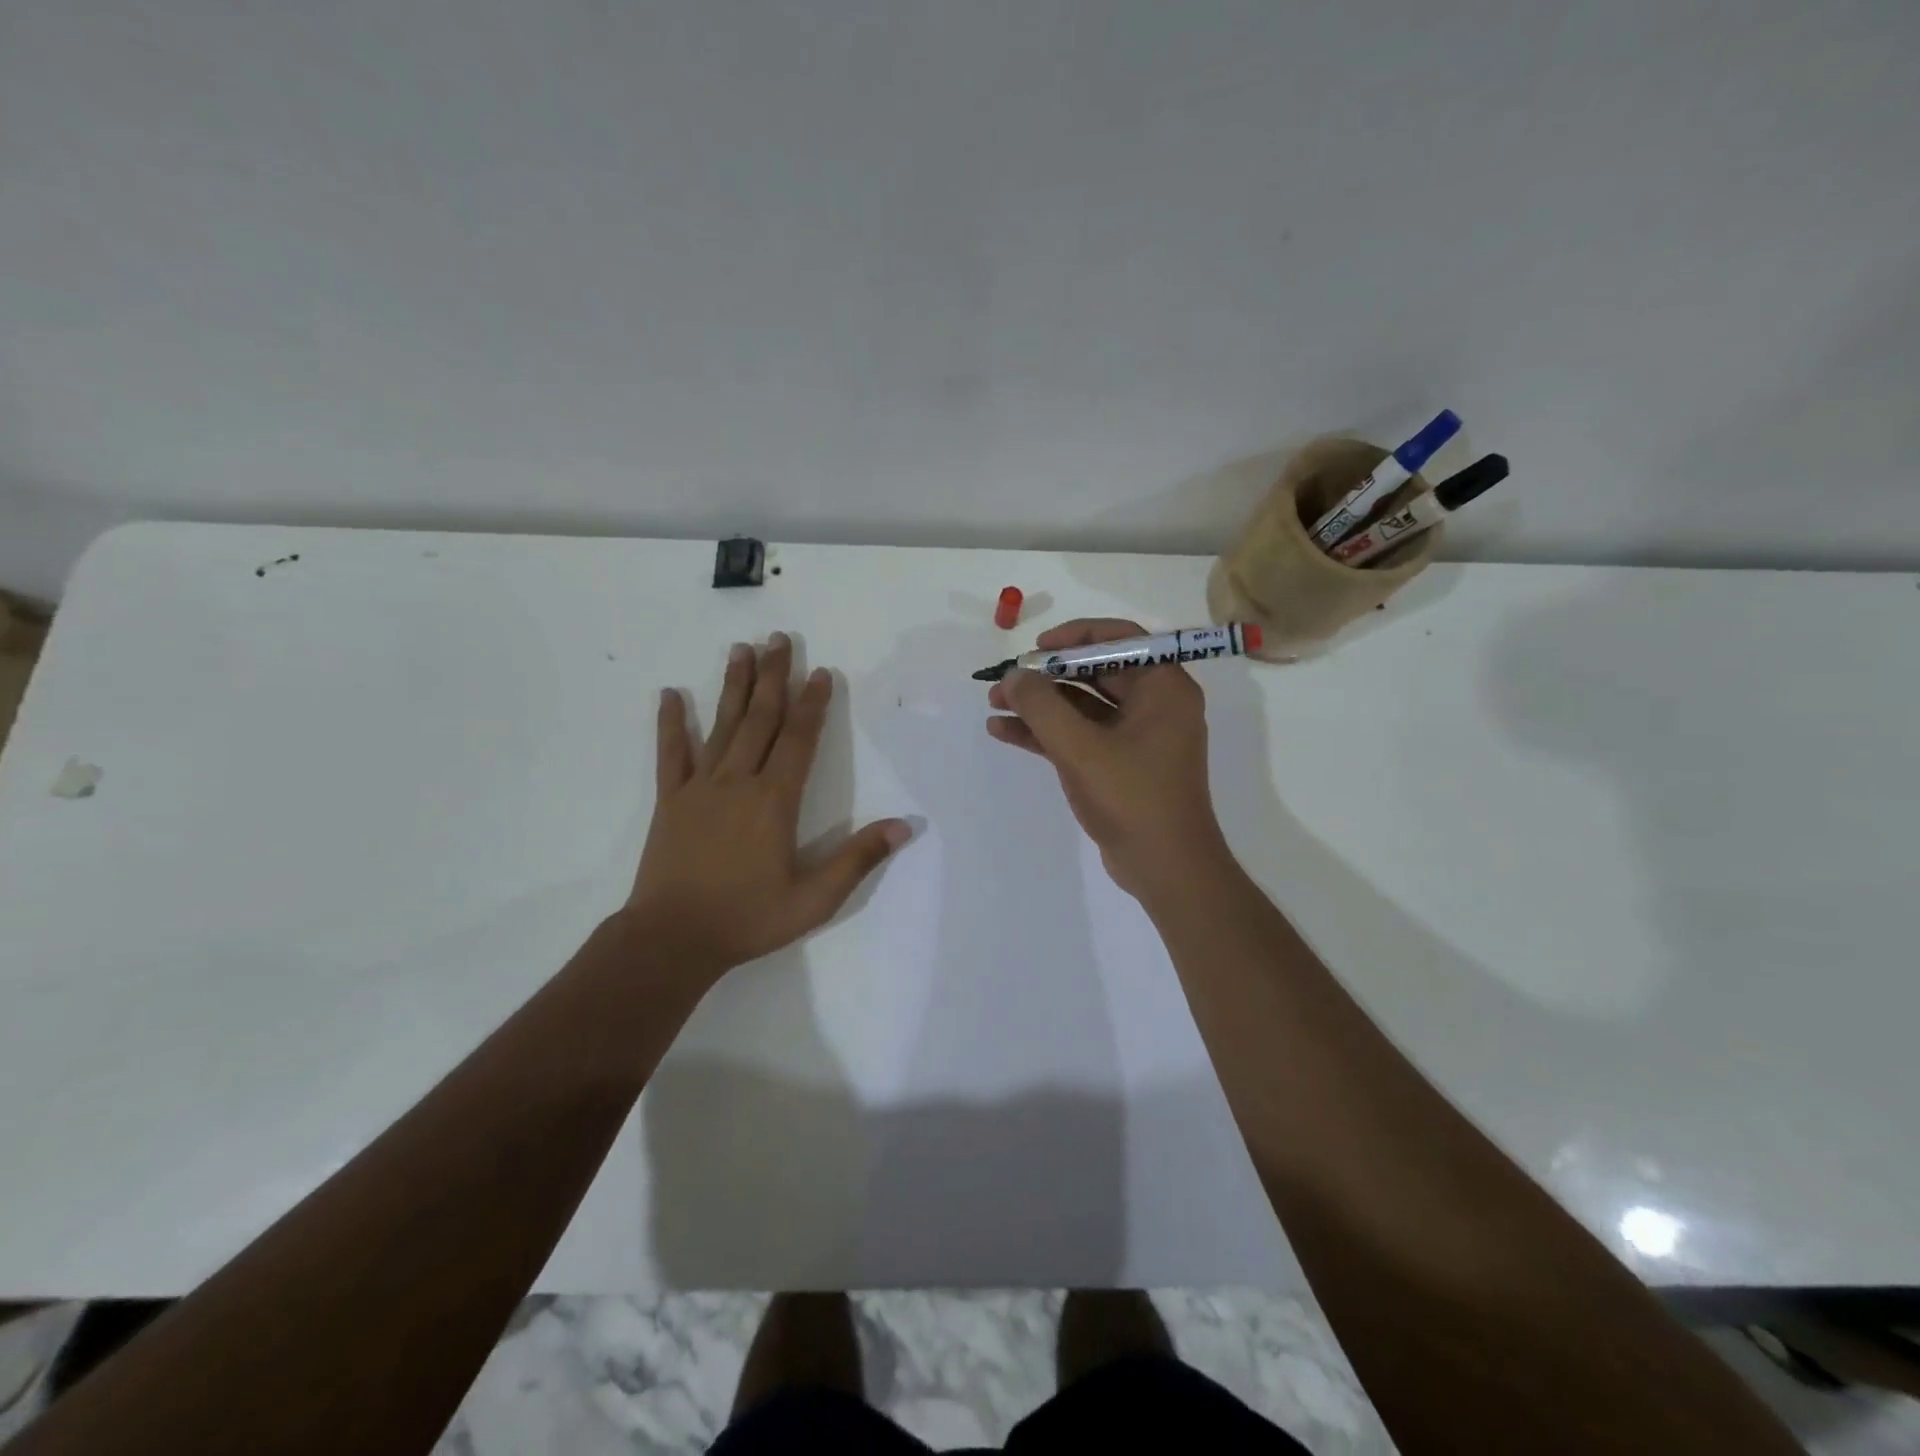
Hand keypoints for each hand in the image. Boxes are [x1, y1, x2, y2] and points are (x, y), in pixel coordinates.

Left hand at [625, 633, 910, 985]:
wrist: (672, 939)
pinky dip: (671, 723)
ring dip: (734, 686)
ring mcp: (700, 787)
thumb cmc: (748, 918)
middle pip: (761, 718)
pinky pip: (671, 753)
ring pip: (722, 725)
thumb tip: (904, 826)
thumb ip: (858, 859)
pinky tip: (670, 695)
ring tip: (741, 649)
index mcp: (775, 800)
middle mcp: (739, 781)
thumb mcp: (815, 898)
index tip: (820, 671)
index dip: (813, 703)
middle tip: (780, 638)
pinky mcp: (671, 800)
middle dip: (774, 677)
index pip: (799, 739)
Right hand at [986, 618, 1228, 901]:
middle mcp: (1155, 704)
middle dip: (1046, 677)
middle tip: (1005, 681)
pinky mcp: (1119, 764)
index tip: (1035, 649)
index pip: (1119, 640)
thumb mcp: (1081, 749)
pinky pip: (1079, 736)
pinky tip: (1004, 732)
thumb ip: (1042, 707)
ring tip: (993, 705)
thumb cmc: (1133, 799)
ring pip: (1082, 706)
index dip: (1073, 637)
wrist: (1165, 868)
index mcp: (1164, 688)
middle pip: (1095, 672)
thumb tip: (1014, 676)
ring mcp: (1136, 736)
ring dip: (1039, 706)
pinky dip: (1045, 733)